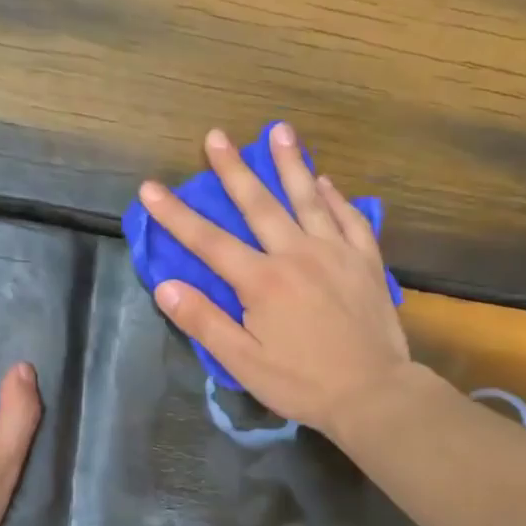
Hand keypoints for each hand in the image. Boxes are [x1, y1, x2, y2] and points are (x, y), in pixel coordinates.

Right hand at [139, 124, 411, 439]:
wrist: (374, 393)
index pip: (209, 241)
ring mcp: (336, 253)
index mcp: (262, 281)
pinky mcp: (366, 261)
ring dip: (291, 163)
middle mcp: (297, 254)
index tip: (151, 188)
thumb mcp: (244, 363)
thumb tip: (165, 286)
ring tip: (280, 131)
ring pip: (308, 198)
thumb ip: (204, 322)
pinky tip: (327, 182)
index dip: (175, 214)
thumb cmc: (303, 383)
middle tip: (216, 136)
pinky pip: (350, 219)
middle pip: (259, 204)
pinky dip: (336, 198)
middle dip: (233, 169)